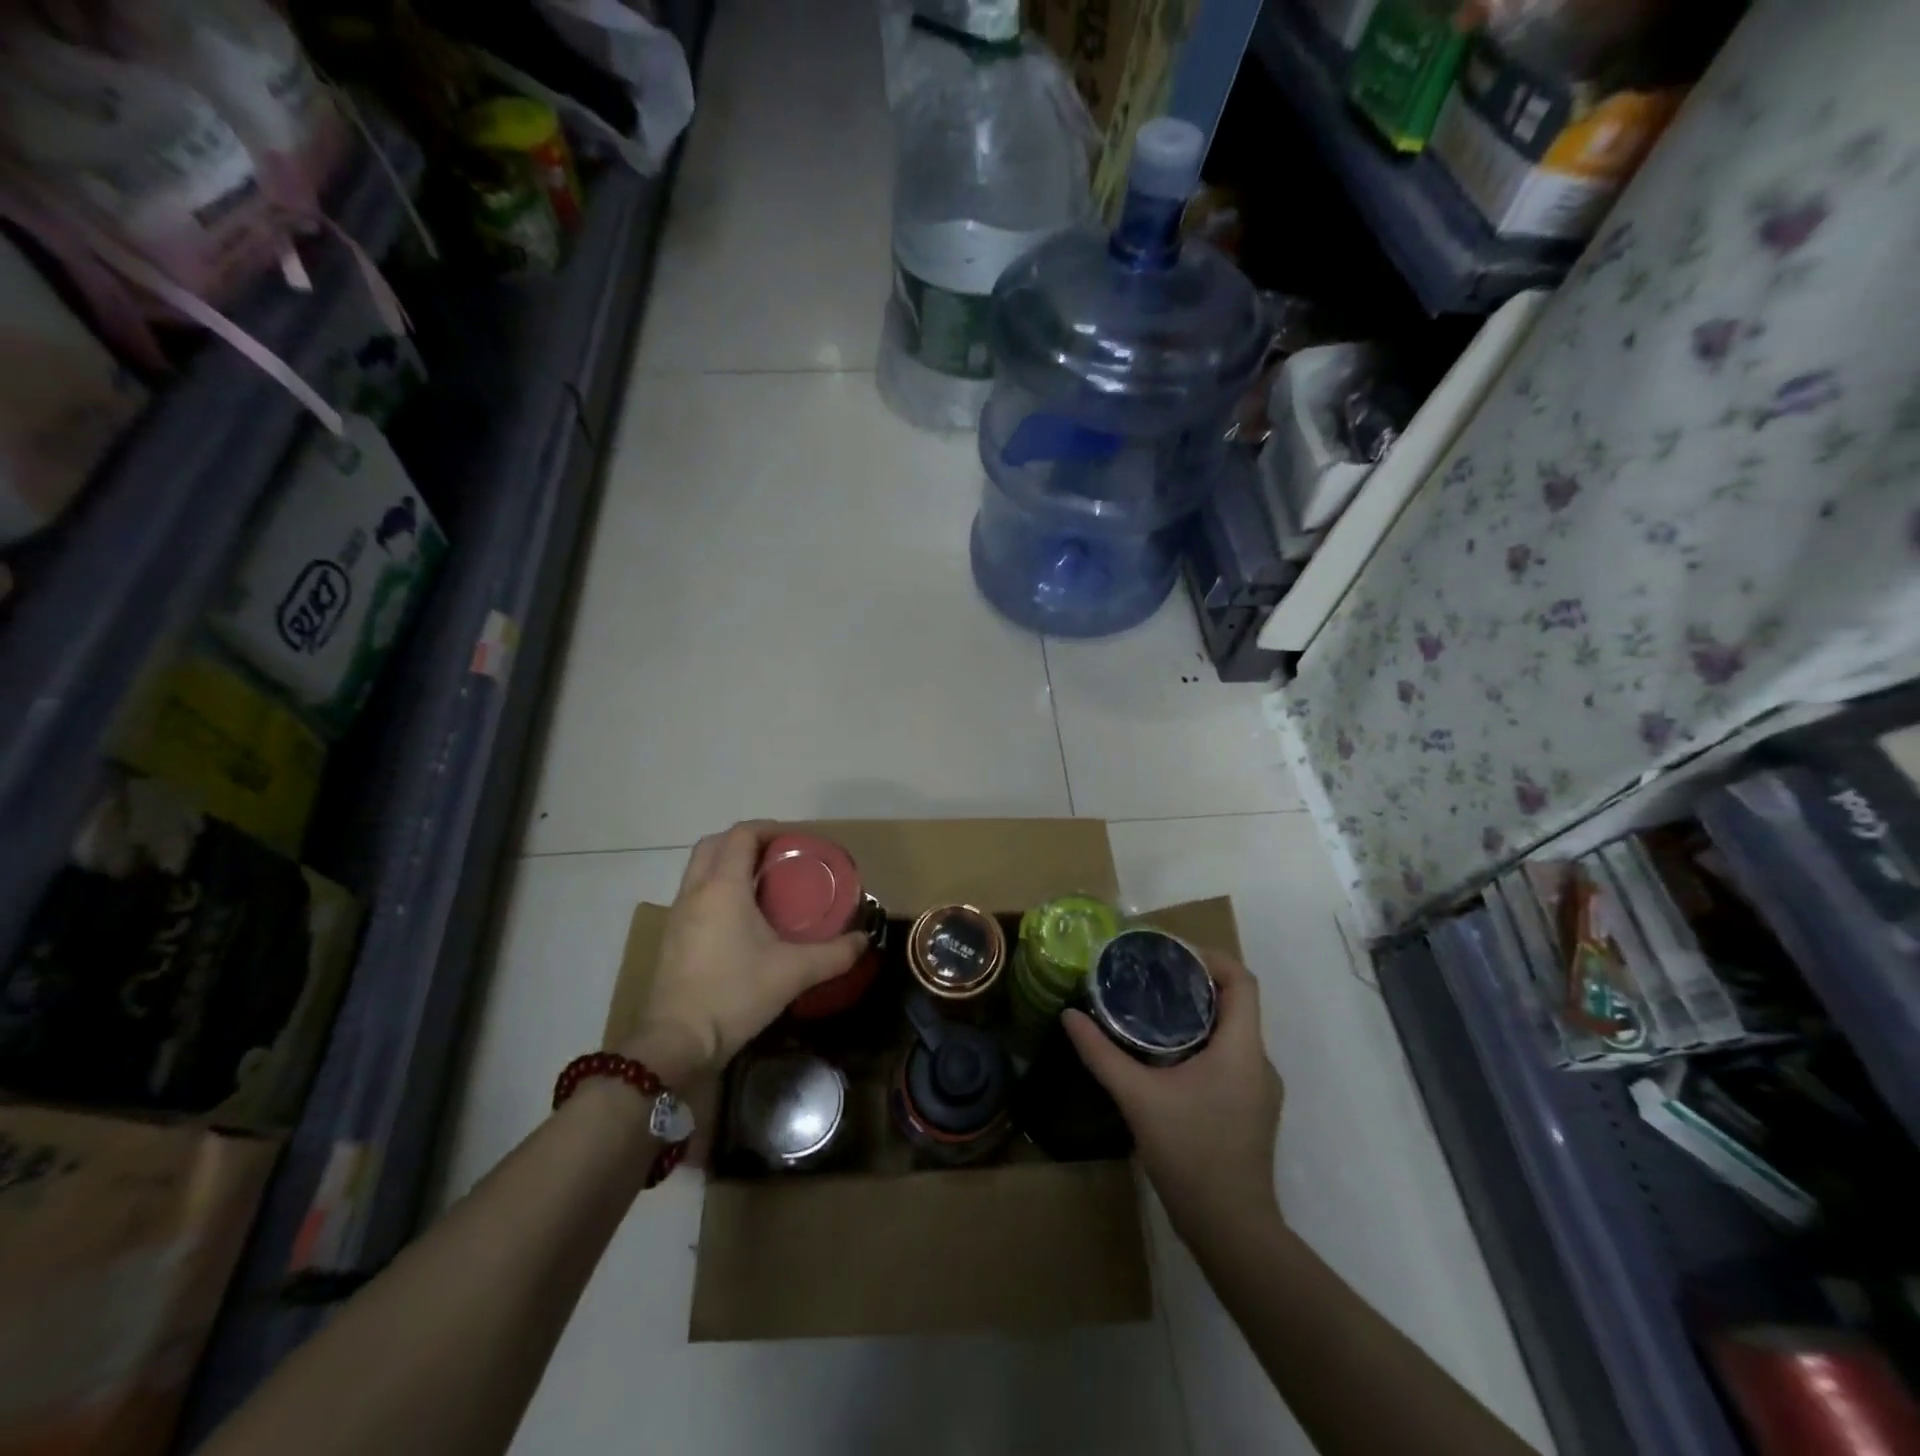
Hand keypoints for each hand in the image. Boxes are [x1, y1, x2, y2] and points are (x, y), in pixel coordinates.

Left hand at [629, 823, 867, 1082]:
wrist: (677, 1043)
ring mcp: (678, 914)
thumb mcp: (793, 972)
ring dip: (728, 864)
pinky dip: (717, 888)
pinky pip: (695, 894)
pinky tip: (741, 918)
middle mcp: (696, 891)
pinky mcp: (672, 937)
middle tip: (778, 856)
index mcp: (723, 887)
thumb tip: (864, 941)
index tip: (796, 840)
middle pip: (714, 844)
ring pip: (699, 869)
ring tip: (763, 883)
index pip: (742, 834)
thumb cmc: (735, 995)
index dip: (770, 828)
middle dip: (745, 841)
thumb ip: (834, 954)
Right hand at [1064, 951, 1283, 1234]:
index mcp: (1242, 1048)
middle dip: (1197, 984)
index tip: (1171, 954)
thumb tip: (1069, 1016)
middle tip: (1151, 977)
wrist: (1232, 1230)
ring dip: (1199, 1015)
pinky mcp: (1250, 1110)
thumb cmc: (1191, 1154)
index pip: (1242, 980)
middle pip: (1236, 1003)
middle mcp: (1259, 1062)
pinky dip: (1203, 1044)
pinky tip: (1166, 1058)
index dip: (1211, 958)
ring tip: (1152, 1011)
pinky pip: (1230, 1058)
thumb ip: (1102, 1054)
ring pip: (1233, 1033)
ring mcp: (1258, 1089)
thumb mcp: (1138, 1098)